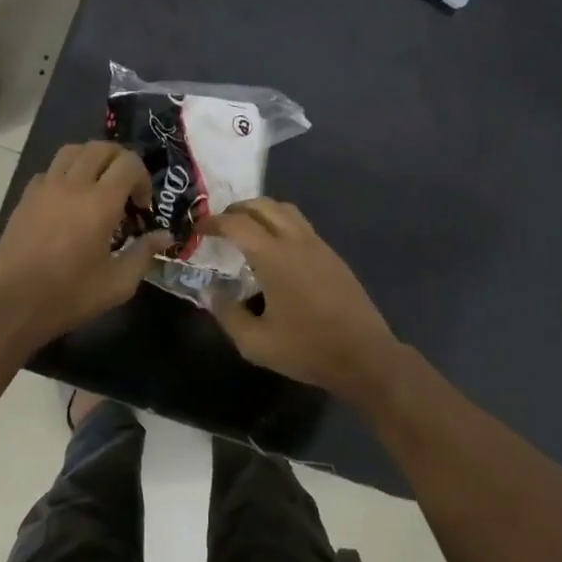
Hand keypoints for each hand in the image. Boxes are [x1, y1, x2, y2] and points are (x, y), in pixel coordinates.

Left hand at [0, 142, 171, 342]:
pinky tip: (69, 201)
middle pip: (101, 148)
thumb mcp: (118, 283)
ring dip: (92, 160)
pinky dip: (66, 174)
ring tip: (98, 186)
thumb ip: (144, 253)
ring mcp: (44, 188)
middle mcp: (72, 185)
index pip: (129, 163)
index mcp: (99, 203)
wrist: (13, 305)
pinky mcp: (26, 198)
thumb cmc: (70, 296)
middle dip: (121, 161)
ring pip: (72, 151)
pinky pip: (50, 170)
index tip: (143, 206)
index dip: (143, 178)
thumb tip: (164, 236)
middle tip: (126, 189)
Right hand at [199, 199, 401, 399]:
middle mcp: (296, 241)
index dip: (213, 222)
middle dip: (236, 209)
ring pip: (285, 210)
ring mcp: (318, 245)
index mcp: (274, 257)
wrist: (364, 356)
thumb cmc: (306, 349)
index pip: (237, 224)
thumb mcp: (255, 343)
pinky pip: (301, 225)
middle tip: (219, 225)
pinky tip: (274, 251)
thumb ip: (227, 314)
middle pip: (263, 205)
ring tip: (245, 231)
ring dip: (261, 212)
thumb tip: (211, 292)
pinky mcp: (332, 255)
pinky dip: (280, 224)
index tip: (197, 229)